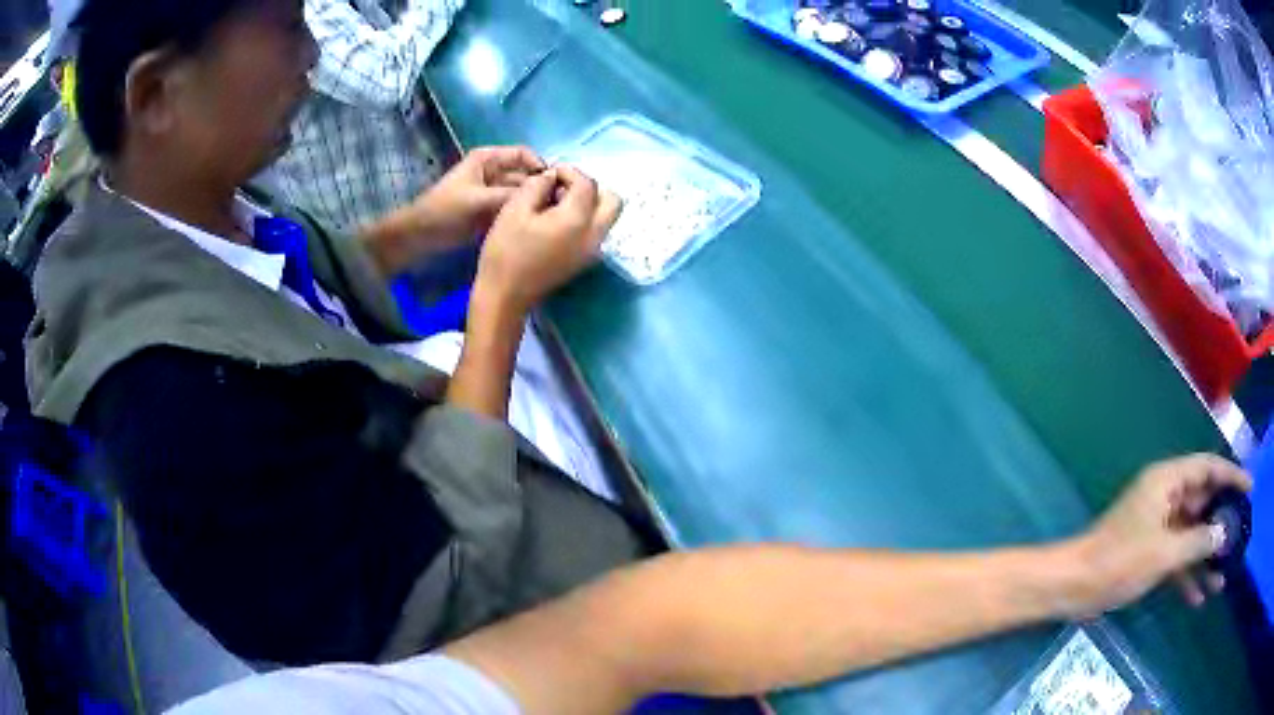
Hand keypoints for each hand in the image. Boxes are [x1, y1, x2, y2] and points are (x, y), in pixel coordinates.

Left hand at [410, 146, 546, 246]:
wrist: (419, 237)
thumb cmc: (445, 212)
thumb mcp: (480, 201)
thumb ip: (512, 195)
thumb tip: (546, 193)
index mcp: (488, 159)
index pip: (525, 155)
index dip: (541, 167)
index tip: (554, 187)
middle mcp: (493, 172)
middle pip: (525, 175)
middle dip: (538, 189)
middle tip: (555, 209)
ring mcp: (491, 193)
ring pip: (519, 194)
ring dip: (530, 205)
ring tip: (545, 220)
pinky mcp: (489, 212)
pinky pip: (511, 210)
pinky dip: (520, 216)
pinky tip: (531, 228)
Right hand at [475, 165, 621, 313]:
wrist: (505, 296)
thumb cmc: (506, 251)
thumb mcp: (514, 209)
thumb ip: (537, 185)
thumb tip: (551, 177)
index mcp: (578, 220)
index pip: (587, 184)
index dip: (569, 172)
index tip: (549, 174)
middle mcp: (594, 235)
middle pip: (612, 200)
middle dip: (589, 188)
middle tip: (561, 189)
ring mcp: (593, 251)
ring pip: (606, 216)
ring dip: (589, 203)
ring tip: (556, 205)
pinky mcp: (585, 261)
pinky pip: (596, 231)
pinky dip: (584, 219)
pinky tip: (556, 222)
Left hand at [1068, 454, 1251, 615]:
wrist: (1074, 587)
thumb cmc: (1119, 562)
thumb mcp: (1164, 552)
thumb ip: (1197, 542)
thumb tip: (1223, 534)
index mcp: (1167, 481)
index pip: (1208, 468)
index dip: (1231, 475)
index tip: (1249, 487)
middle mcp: (1165, 497)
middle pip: (1202, 504)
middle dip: (1221, 524)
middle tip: (1238, 539)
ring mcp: (1157, 526)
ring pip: (1191, 536)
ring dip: (1205, 558)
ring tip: (1222, 578)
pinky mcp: (1149, 552)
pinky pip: (1176, 558)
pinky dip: (1186, 576)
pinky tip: (1198, 598)